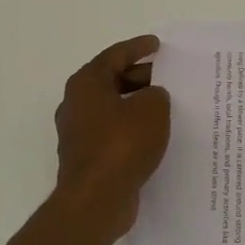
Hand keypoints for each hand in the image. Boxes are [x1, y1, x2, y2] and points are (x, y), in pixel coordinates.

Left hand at [53, 34, 171, 239]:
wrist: (96, 199)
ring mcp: (79, 133)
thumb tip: (152, 98)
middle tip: (167, 76)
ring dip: (136, 105)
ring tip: (165, 106)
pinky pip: (114, 133)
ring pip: (113, 109)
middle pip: (111, 81)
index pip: (115, 56)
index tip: (157, 45)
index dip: (138, 48)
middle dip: (139, 77)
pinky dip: (133, 129)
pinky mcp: (88, 158)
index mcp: (86, 84)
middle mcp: (76, 104)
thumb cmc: (122, 144)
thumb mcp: (152, 109)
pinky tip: (154, 135)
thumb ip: (156, 94)